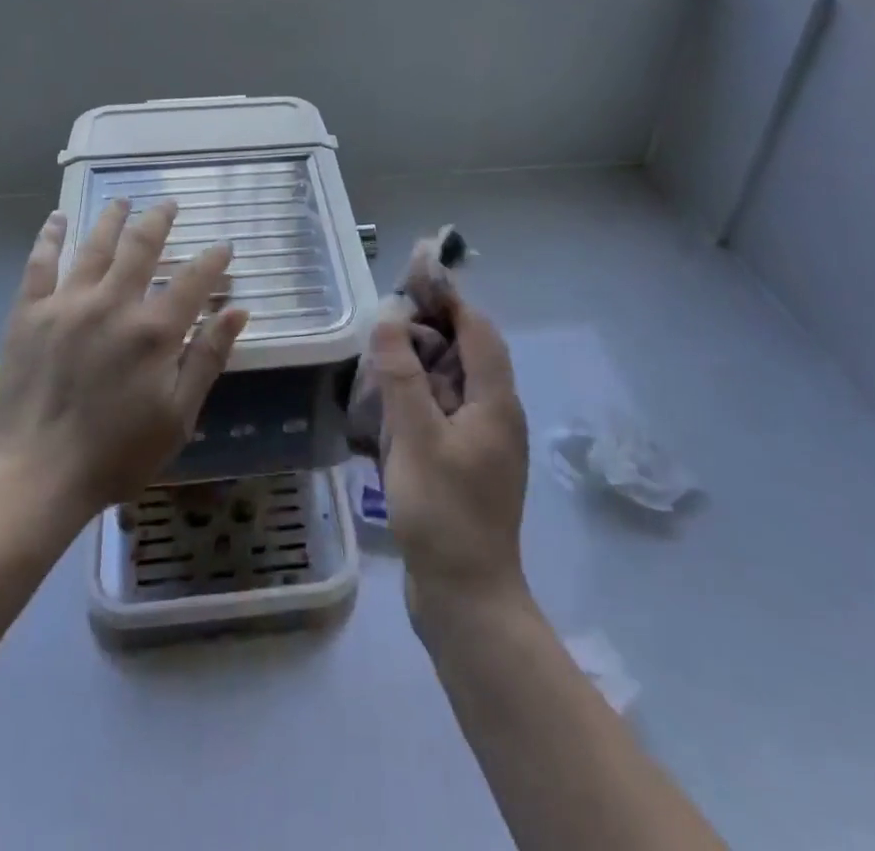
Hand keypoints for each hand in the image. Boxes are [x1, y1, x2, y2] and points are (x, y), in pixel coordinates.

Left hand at [0, 201, 248, 516]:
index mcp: (154, 331)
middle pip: (141, 246)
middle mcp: (112, 304)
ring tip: (123, 201)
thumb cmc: (115, 455)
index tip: (223, 247)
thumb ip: (208, 359)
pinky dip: (50, 237)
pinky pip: (39, 264)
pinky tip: (58, 218)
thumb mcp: (178, 417)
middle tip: (168, 205)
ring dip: (112, 218)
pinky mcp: (28, 314)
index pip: (193, 279)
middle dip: (160, 220)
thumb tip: (237, 311)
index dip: (212, 259)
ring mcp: (66, 304)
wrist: (34, 477)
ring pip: (94, 245)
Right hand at [371, 294, 529, 620]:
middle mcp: (495, 413)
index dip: (448, 297)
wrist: (465, 599)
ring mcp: (481, 441)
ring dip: (420, 361)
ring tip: (380, 350)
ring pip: (452, 382)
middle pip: (466, 352)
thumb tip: (389, 317)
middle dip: (429, 326)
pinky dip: (418, 394)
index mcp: (494, 401)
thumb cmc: (443, 513)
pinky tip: (386, 400)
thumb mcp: (416, 437)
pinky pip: (442, 411)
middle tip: (385, 313)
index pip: (477, 329)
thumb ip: (400, 375)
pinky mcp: (464, 463)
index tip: (413, 274)